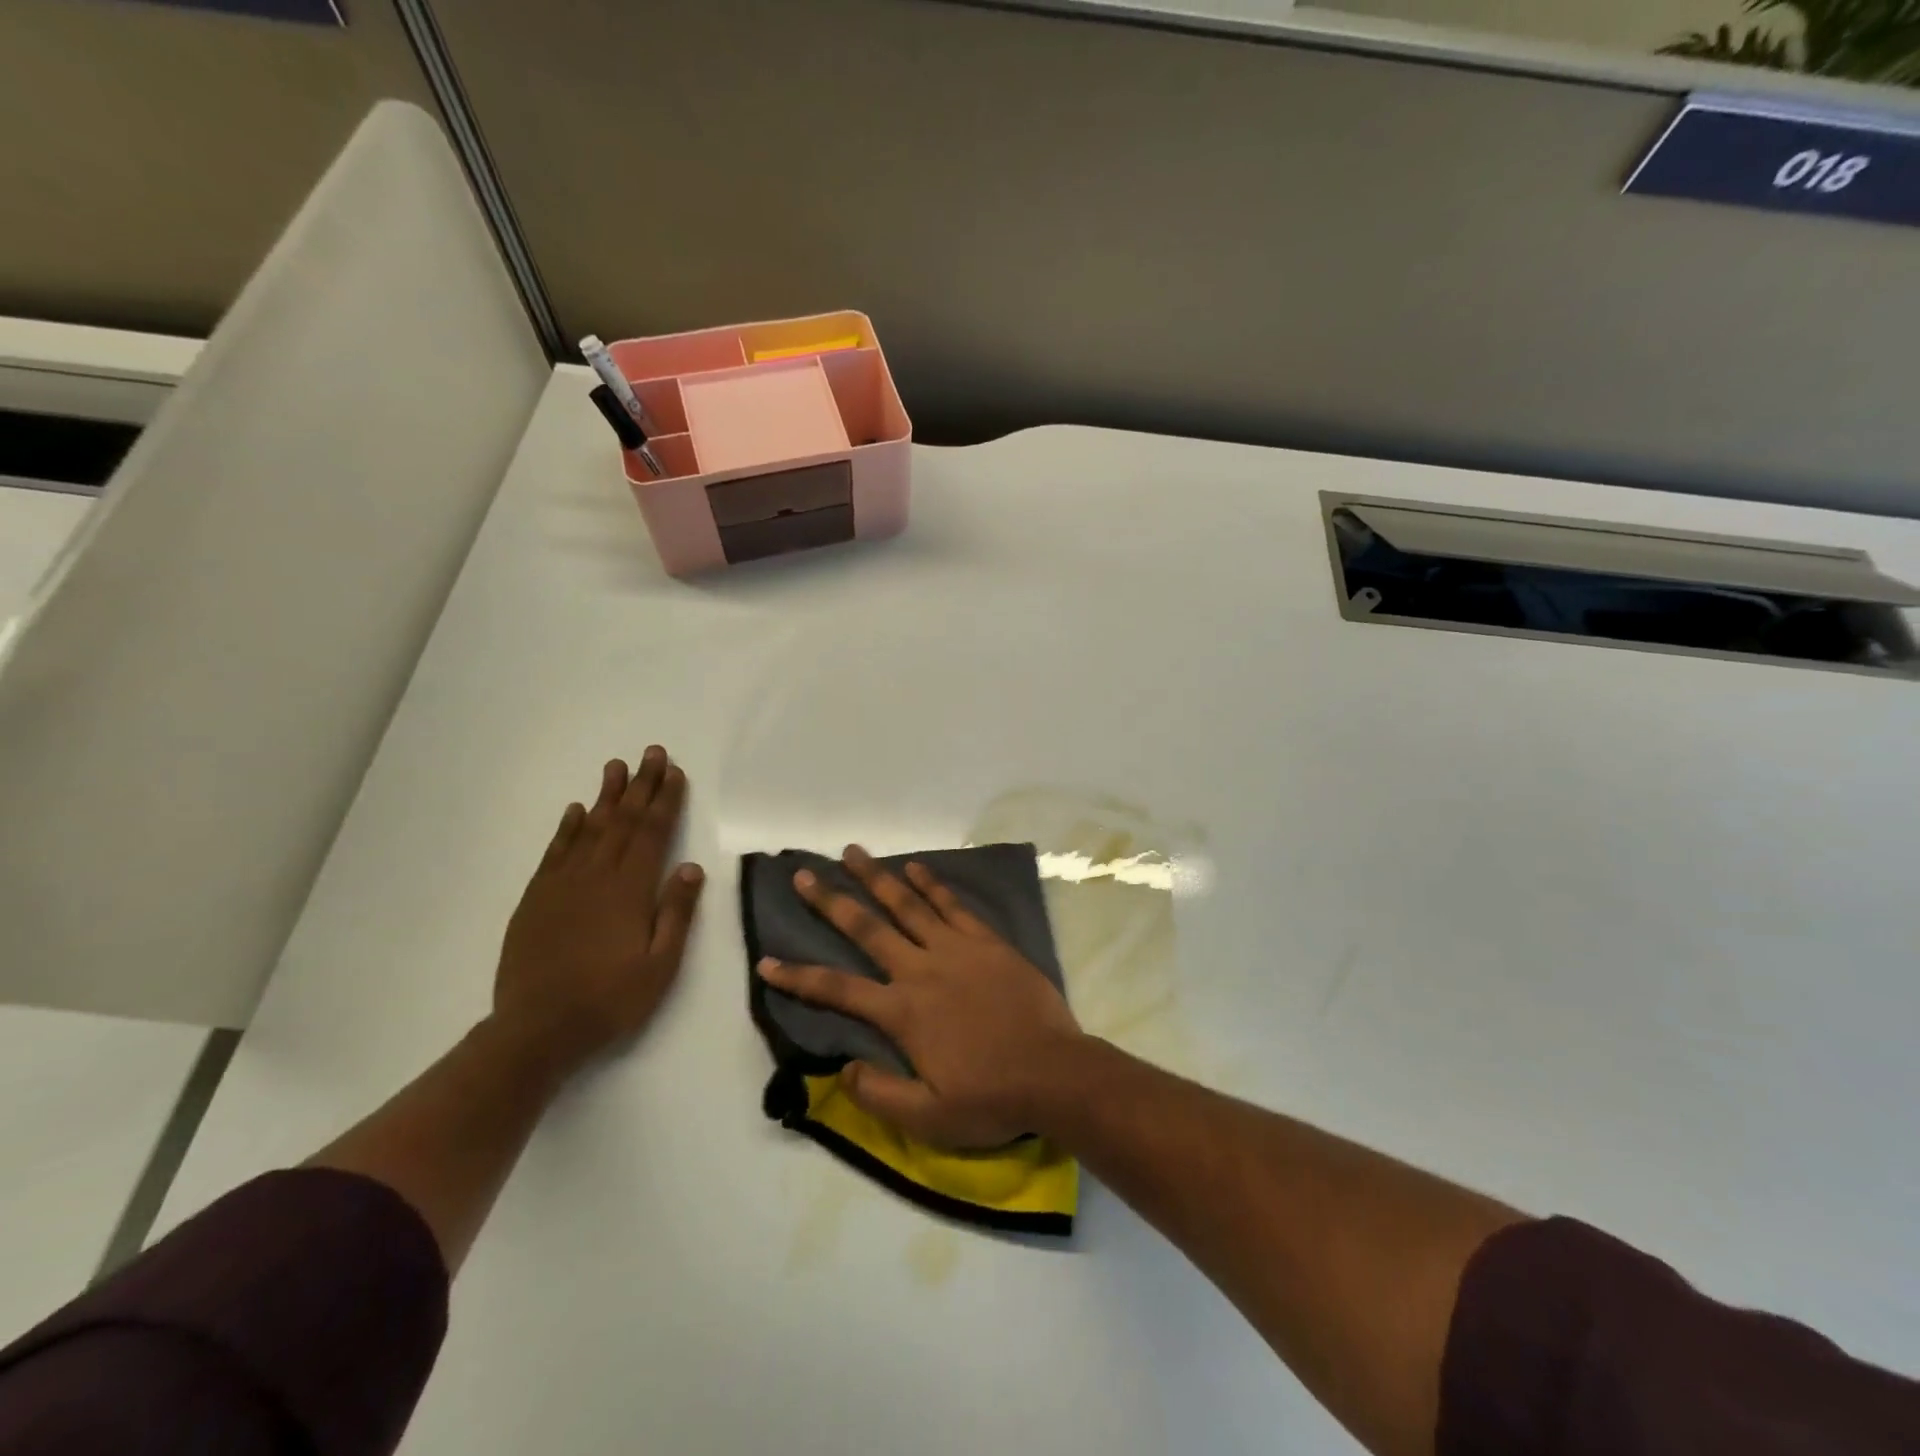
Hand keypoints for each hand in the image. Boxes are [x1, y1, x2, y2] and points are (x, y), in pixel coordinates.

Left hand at [493, 747, 703, 1075]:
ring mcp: (562, 884)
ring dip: (606, 796)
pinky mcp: (537, 898)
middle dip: (640, 785)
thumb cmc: (610, 999)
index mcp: (629, 890)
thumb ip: (675, 913)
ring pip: (589, 829)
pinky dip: (568, 828)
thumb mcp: (660, 965)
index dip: (665, 800)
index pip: (652, 833)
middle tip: (651, 752)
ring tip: (616, 766)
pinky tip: (576, 811)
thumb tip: (691, 867)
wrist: (537, 1029)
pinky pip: (555, 852)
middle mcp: (596, 876)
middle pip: (623, 821)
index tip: (674, 772)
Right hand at [758, 846, 1085, 1148]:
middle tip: (803, 874)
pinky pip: (952, 905)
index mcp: (903, 1011)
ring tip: (852, 853)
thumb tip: (843, 1067)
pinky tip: (915, 868)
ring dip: (877, 878)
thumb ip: (879, 1094)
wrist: (1055, 1073)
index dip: (797, 976)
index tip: (766, 960)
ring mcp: (956, 949)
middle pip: (867, 929)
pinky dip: (931, 885)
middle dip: (831, 901)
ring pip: (907, 905)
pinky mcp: (987, 942)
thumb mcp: (927, 1118)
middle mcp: (921, 970)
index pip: (837, 989)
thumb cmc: (991, 1098)